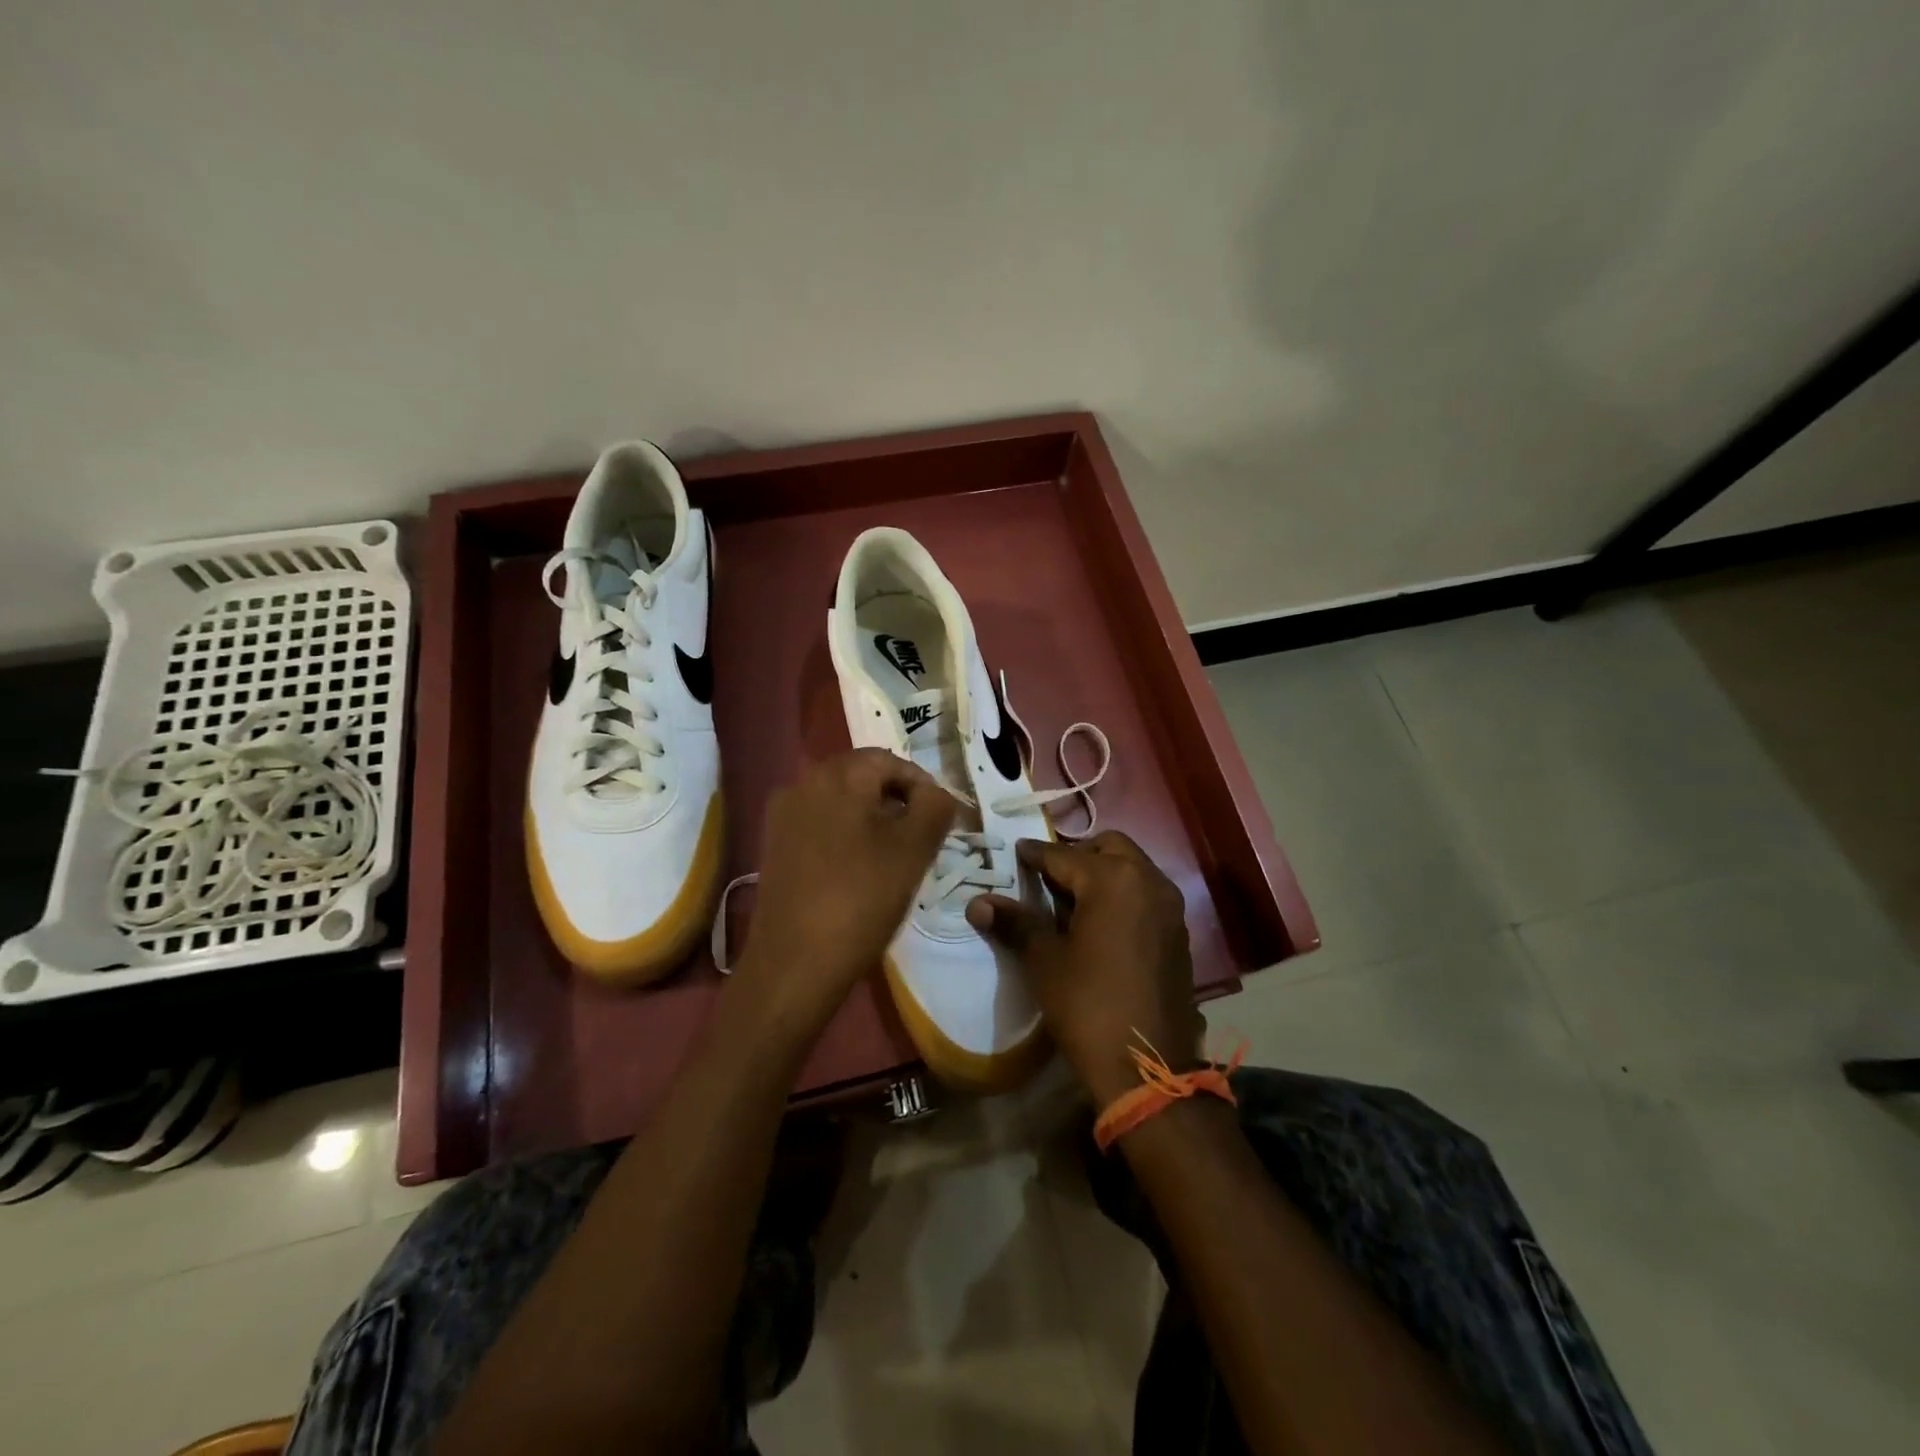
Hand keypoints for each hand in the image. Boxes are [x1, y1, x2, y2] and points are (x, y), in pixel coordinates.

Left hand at [729, 749, 954, 1041]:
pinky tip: (860, 870)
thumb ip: (935, 807)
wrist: (795, 963)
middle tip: (921, 837)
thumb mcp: (914, 850)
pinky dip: (846, 835)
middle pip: (863, 777)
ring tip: (895, 856)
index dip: (923, 786)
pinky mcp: (774, 845)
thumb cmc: (861, 898)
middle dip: (897, 800)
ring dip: (872, 818)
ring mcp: (784, 815)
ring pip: (841, 801)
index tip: (941, 820)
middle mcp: (804, 783)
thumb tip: (936, 794)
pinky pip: (820, 824)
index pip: (891, 761)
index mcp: (838, 775)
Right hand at [966, 831, 1203, 1106]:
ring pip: (1131, 868)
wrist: (1147, 1066)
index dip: (1034, 855)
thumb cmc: (1088, 1006)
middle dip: (1076, 855)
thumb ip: (1015, 923)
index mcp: (1112, 879)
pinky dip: (1122, 894)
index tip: (1015, 853)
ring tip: (1070, 900)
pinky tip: (1100, 923)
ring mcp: (1169, 906)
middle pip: (1108, 847)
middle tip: (1047, 877)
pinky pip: (1145, 893)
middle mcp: (1148, 881)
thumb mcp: (1044, 961)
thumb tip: (976, 903)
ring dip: (1102, 872)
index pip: (1063, 855)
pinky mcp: (1178, 931)